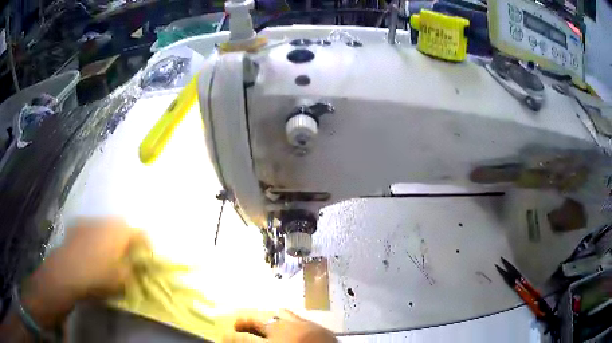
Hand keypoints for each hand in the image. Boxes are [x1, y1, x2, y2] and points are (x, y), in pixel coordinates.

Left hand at [22, 218, 144, 327]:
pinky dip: (95, 237)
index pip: (140, 232)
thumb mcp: (122, 280)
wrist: (67, 271)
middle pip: (122, 226)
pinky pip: (91, 228)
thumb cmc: (98, 276)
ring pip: (105, 226)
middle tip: (128, 255)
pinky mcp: (76, 225)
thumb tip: (136, 265)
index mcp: (119, 232)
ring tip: (108, 254)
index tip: (147, 257)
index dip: (147, 245)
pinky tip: (91, 251)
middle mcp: (105, 221)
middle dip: (127, 239)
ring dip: (110, 237)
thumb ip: (132, 270)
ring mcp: (89, 221)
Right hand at [223, 309, 335, 342]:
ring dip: (263, 318)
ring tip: (258, 324)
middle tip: (235, 327)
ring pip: (275, 313)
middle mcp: (285, 331)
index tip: (223, 336)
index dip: (229, 337)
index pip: (241, 338)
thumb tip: (242, 341)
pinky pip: (294, 316)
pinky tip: (282, 325)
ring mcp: (303, 326)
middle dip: (242, 322)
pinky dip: (283, 318)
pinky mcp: (317, 326)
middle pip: (256, 320)